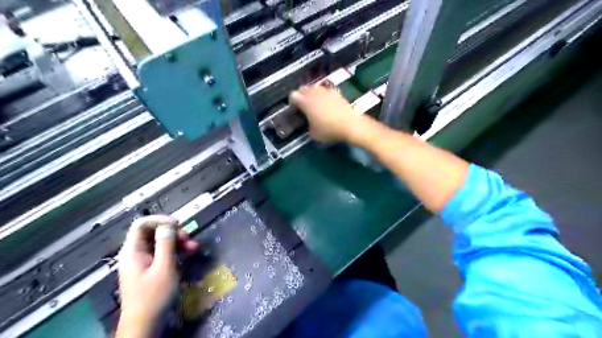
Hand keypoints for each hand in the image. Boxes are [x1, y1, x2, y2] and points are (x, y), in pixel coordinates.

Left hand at [116, 216, 199, 337]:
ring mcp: (144, 262)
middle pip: (153, 232)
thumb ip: (166, 243)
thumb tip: (168, 224)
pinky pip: (163, 253)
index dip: (160, 220)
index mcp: (133, 251)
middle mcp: (136, 253)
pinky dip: (176, 251)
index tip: (178, 224)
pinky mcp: (151, 269)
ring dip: (178, 242)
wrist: (146, 324)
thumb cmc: (154, 295)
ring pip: (161, 243)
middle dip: (173, 232)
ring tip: (194, 247)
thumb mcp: (164, 267)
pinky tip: (189, 254)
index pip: (142, 224)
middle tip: (188, 238)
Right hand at [288, 85, 361, 143]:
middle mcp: (314, 93)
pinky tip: (326, 103)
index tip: (295, 110)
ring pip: (314, 87)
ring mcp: (326, 91)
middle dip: (301, 96)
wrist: (350, 124)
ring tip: (314, 103)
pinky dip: (323, 95)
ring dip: (311, 93)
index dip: (291, 102)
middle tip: (303, 106)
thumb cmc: (329, 130)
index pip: (292, 95)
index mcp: (305, 102)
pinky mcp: (336, 92)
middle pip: (302, 88)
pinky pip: (325, 90)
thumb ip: (307, 126)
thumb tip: (309, 124)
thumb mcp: (313, 134)